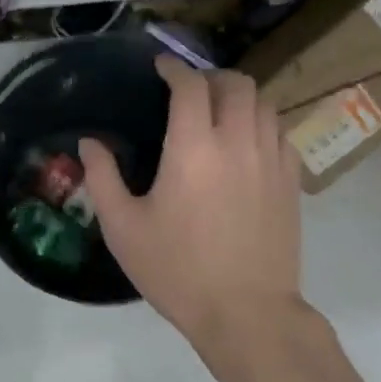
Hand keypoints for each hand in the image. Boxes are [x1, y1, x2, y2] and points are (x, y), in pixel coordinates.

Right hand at [80, 56, 303, 346]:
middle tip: (190, 90)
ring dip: (239, 96)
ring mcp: (271, 160)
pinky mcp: (291, 182)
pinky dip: (262, 121)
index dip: (174, 68)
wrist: (246, 314)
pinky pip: (281, 131)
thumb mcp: (123, 228)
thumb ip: (102, 178)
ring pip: (263, 103)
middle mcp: (237, 142)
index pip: (189, 85)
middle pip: (235, 83)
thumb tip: (89, 143)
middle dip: (210, 76)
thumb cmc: (178, 270)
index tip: (161, 67)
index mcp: (194, 147)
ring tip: (219, 110)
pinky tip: (247, 140)